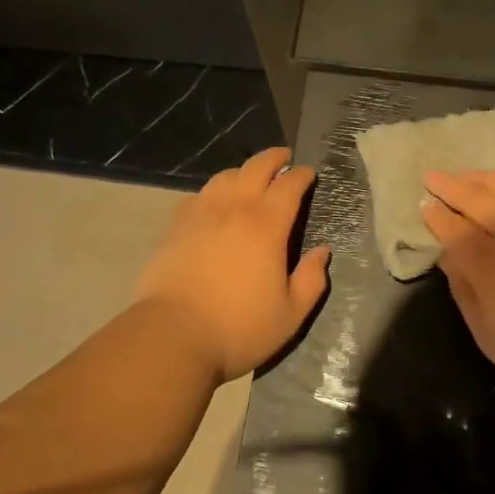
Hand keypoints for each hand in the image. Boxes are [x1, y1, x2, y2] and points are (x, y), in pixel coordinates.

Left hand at [133, 147, 329, 382]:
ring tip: (250, 177)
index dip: (302, 175)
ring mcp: (201, 214)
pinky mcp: (175, 226)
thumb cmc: (238, 328)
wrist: (172, 336)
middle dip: (274, 158)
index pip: (289, 185)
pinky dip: (214, 190)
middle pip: (256, 168)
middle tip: (284, 158)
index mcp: (266, 225)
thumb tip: (322, 252)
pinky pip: (199, 195)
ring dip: (243, 171)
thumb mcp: (290, 315)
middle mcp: (234, 209)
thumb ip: (311, 281)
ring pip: (224, 176)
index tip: (309, 173)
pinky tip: (214, 202)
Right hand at [422, 170, 494, 406]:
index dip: (435, 215)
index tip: (425, 205)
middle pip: (475, 198)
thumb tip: (447, 257)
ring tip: (465, 175)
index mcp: (487, 263)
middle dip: (450, 185)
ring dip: (480, 178)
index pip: (452, 228)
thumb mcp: (488, 336)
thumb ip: (464, 291)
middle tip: (433, 177)